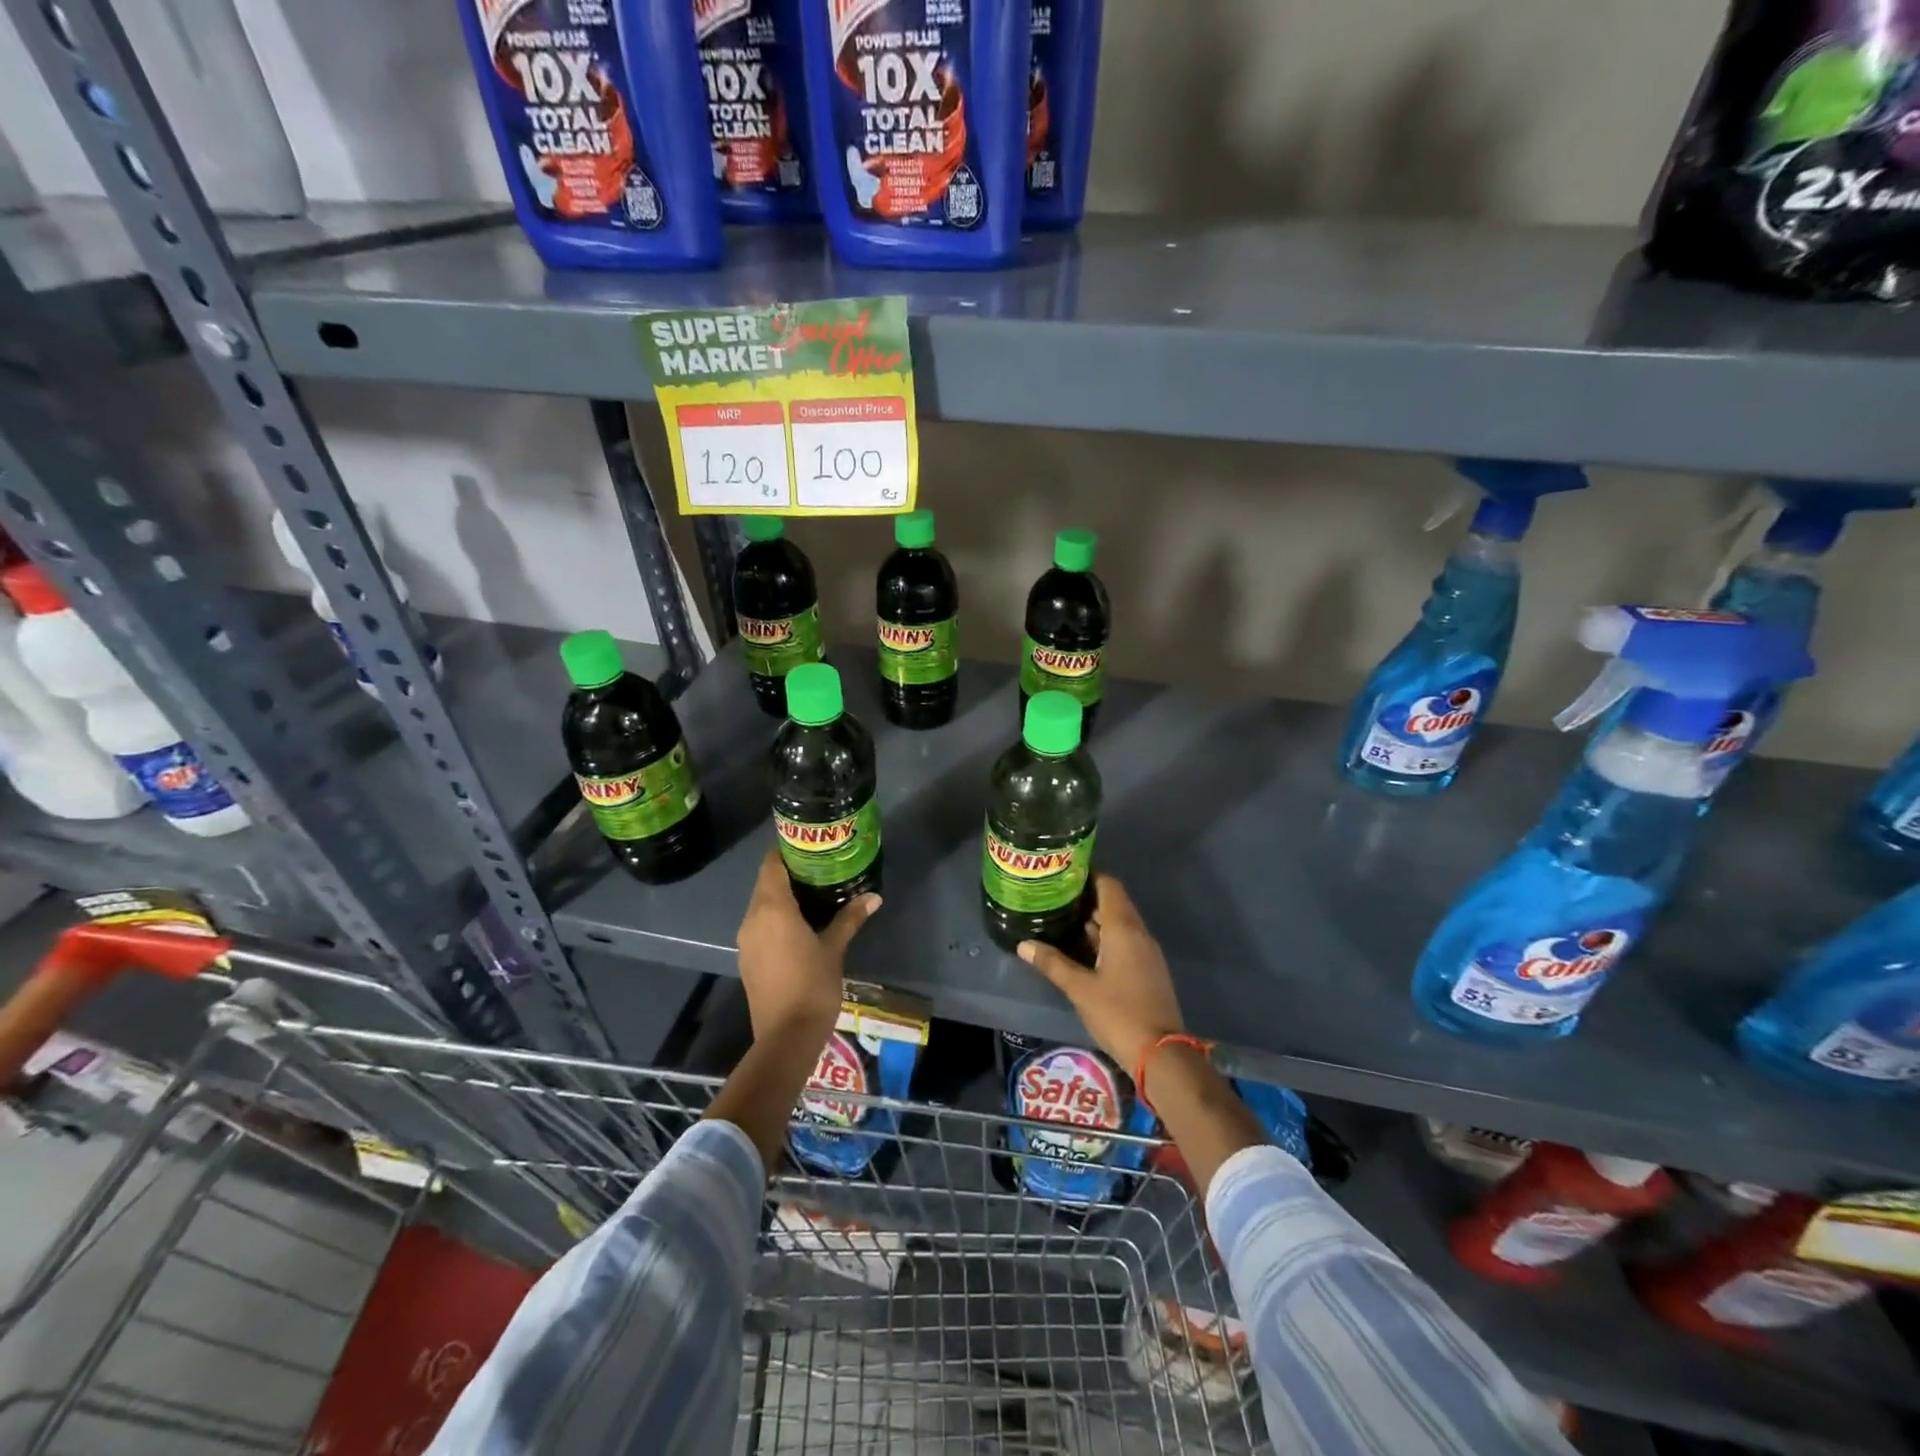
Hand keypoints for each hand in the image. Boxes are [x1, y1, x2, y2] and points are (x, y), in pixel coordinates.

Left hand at [736, 846, 880, 1042]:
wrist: (786, 1037)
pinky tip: (800, 924)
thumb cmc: (812, 986)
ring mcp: (747, 940)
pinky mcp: (748, 959)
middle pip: (765, 883)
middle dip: (788, 872)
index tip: (808, 844)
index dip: (786, 850)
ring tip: (814, 892)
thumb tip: (874, 897)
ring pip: (761, 905)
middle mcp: (753, 918)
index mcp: (772, 909)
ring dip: (782, 895)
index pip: (771, 864)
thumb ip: (850, 918)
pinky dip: (776, 917)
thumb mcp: (835, 948)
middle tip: (819, 866)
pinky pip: (760, 925)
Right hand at [1017, 875, 1183, 1072]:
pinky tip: (1081, 946)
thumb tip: (1023, 944)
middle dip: (1086, 897)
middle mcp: (1138, 933)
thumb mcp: (1079, 988)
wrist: (1160, 1054)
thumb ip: (1052, 963)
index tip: (1063, 872)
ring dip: (1094, 919)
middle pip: (1113, 902)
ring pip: (1119, 923)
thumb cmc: (1118, 1013)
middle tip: (1054, 894)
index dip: (1088, 875)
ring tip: (1061, 916)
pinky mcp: (1147, 969)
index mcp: (1124, 929)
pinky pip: (1124, 941)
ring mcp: (1145, 952)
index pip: (1109, 885)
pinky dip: (1104, 937)